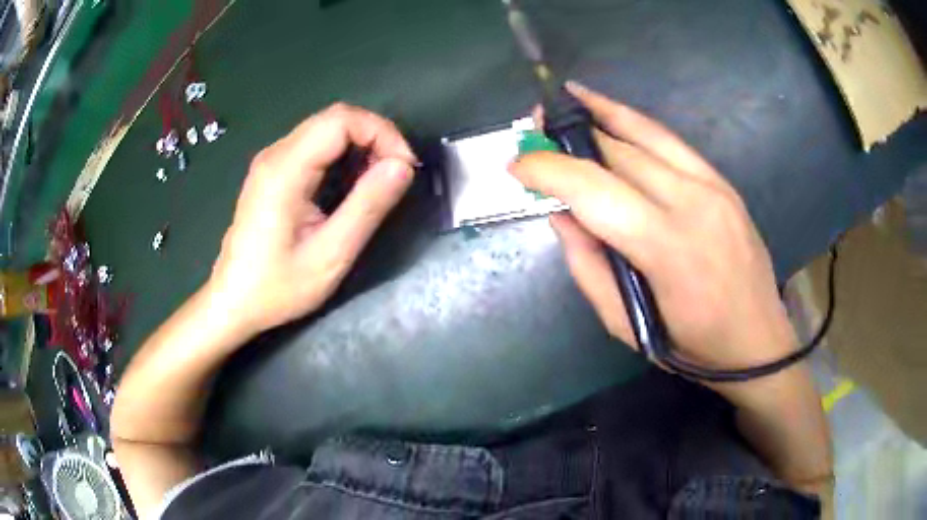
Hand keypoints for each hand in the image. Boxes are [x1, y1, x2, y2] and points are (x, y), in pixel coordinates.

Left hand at [208, 103, 416, 334]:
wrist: (233, 302)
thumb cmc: (277, 287)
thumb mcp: (331, 255)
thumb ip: (368, 207)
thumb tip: (403, 166)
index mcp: (285, 170)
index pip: (341, 120)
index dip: (381, 133)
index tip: (404, 168)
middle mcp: (275, 154)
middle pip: (334, 118)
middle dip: (375, 137)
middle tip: (397, 173)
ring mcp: (270, 161)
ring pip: (325, 129)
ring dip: (360, 145)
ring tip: (379, 180)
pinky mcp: (272, 172)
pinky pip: (314, 146)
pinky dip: (343, 154)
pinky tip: (352, 182)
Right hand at [510, 82, 796, 372]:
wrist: (758, 340)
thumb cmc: (691, 345)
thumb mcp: (626, 323)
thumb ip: (588, 264)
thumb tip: (560, 213)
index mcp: (667, 248)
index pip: (594, 190)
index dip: (549, 171)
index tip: (516, 166)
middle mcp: (692, 202)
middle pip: (617, 153)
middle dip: (568, 140)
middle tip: (533, 133)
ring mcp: (713, 185)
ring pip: (645, 133)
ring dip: (601, 113)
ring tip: (567, 99)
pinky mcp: (722, 181)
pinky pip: (670, 140)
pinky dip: (635, 121)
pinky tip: (610, 109)